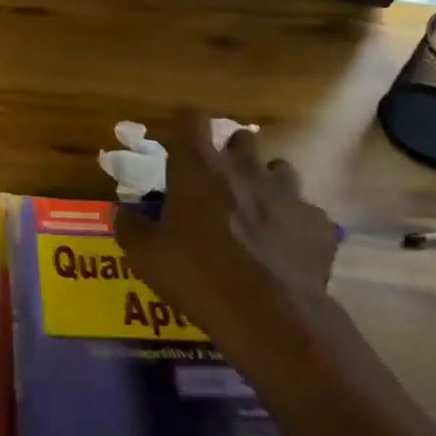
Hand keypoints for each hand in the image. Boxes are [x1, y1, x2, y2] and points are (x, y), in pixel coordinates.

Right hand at [114, 110, 340, 340]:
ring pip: (280, 170)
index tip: (181, 141)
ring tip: (257, 213)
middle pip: (242, 138)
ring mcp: (287, 194)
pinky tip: (286, 250)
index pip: (192, 119)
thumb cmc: (197, 274)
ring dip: (267, 184)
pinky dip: (295, 225)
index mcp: (199, 168)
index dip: (186, 125)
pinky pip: (306, 214)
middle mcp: (244, 169)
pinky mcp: (318, 224)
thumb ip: (129, 228)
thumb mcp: (146, 256)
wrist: (270, 316)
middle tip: (219, 182)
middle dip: (232, 153)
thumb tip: (118, 212)